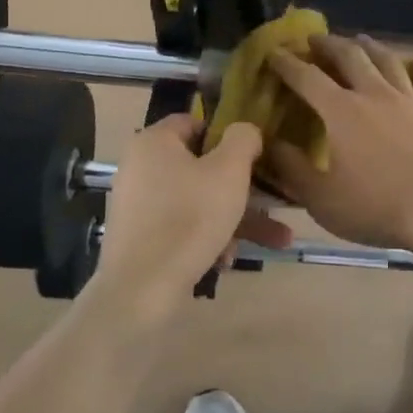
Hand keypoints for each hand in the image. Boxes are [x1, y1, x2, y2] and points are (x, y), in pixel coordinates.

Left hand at [93, 113, 289, 321]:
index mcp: (154, 142)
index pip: (196, 122)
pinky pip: (182, 226)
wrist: (141, 290)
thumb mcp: (230, 170)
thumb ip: (243, 139)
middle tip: (273, 201)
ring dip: (235, 218)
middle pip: (201, 166)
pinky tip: (227, 260)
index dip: (229, 135)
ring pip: (198, 201)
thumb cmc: (190, 217)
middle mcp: (140, 167)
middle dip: (242, 187)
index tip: (256, 155)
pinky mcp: (140, 237)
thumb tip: (245, 131)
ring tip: (274, 241)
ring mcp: (138, 204)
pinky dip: (208, 237)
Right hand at [265, 35, 412, 250]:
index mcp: (340, 111)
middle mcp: (373, 95)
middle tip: (315, 39)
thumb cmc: (376, 206)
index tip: (274, 53)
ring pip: (387, 62)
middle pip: (349, 57)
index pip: (307, 78)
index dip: (288, 63)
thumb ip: (292, 168)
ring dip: (370, 47)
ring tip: (360, 39)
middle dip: (329, 45)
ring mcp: (409, 101)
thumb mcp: (321, 198)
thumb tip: (268, 143)